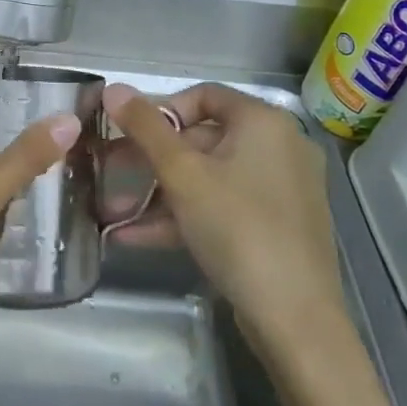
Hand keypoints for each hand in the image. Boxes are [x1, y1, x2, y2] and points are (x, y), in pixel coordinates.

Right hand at [103, 82, 340, 346]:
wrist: (295, 318)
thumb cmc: (237, 228)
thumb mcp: (182, 174)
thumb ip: (145, 128)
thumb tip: (112, 87)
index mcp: (263, 122)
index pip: (204, 95)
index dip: (161, 110)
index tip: (131, 136)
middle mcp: (279, 146)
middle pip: (203, 138)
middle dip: (151, 160)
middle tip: (111, 174)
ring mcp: (282, 189)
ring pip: (209, 177)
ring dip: (159, 193)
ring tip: (115, 213)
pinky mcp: (278, 225)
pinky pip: (224, 206)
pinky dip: (185, 215)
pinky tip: (137, 237)